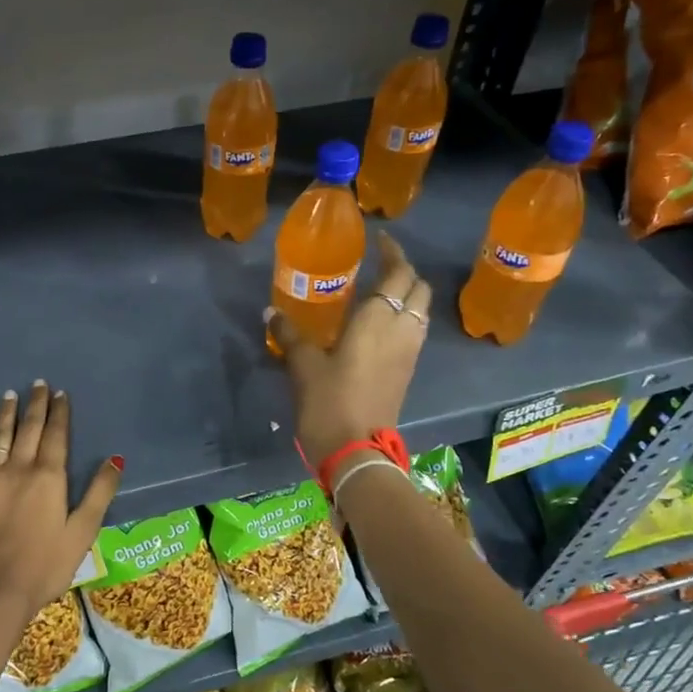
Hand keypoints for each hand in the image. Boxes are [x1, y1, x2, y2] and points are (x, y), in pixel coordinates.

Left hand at [0, 382, 123, 622]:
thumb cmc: (45, 566)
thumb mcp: (83, 532)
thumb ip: (100, 492)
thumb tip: (116, 458)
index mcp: (49, 477)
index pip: (56, 435)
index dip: (60, 413)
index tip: (60, 393)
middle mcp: (18, 468)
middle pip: (28, 429)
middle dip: (35, 404)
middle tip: (38, 384)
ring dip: (6, 414)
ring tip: (9, 395)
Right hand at [267, 233, 431, 464]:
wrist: (356, 451)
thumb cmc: (329, 402)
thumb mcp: (303, 365)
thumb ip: (290, 334)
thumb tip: (271, 312)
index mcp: (379, 320)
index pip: (399, 273)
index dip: (393, 252)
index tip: (379, 240)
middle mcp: (403, 330)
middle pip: (419, 288)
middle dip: (404, 271)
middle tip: (378, 266)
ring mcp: (409, 353)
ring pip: (421, 311)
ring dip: (407, 295)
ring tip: (379, 293)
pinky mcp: (407, 372)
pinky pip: (414, 331)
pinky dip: (404, 318)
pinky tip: (377, 326)